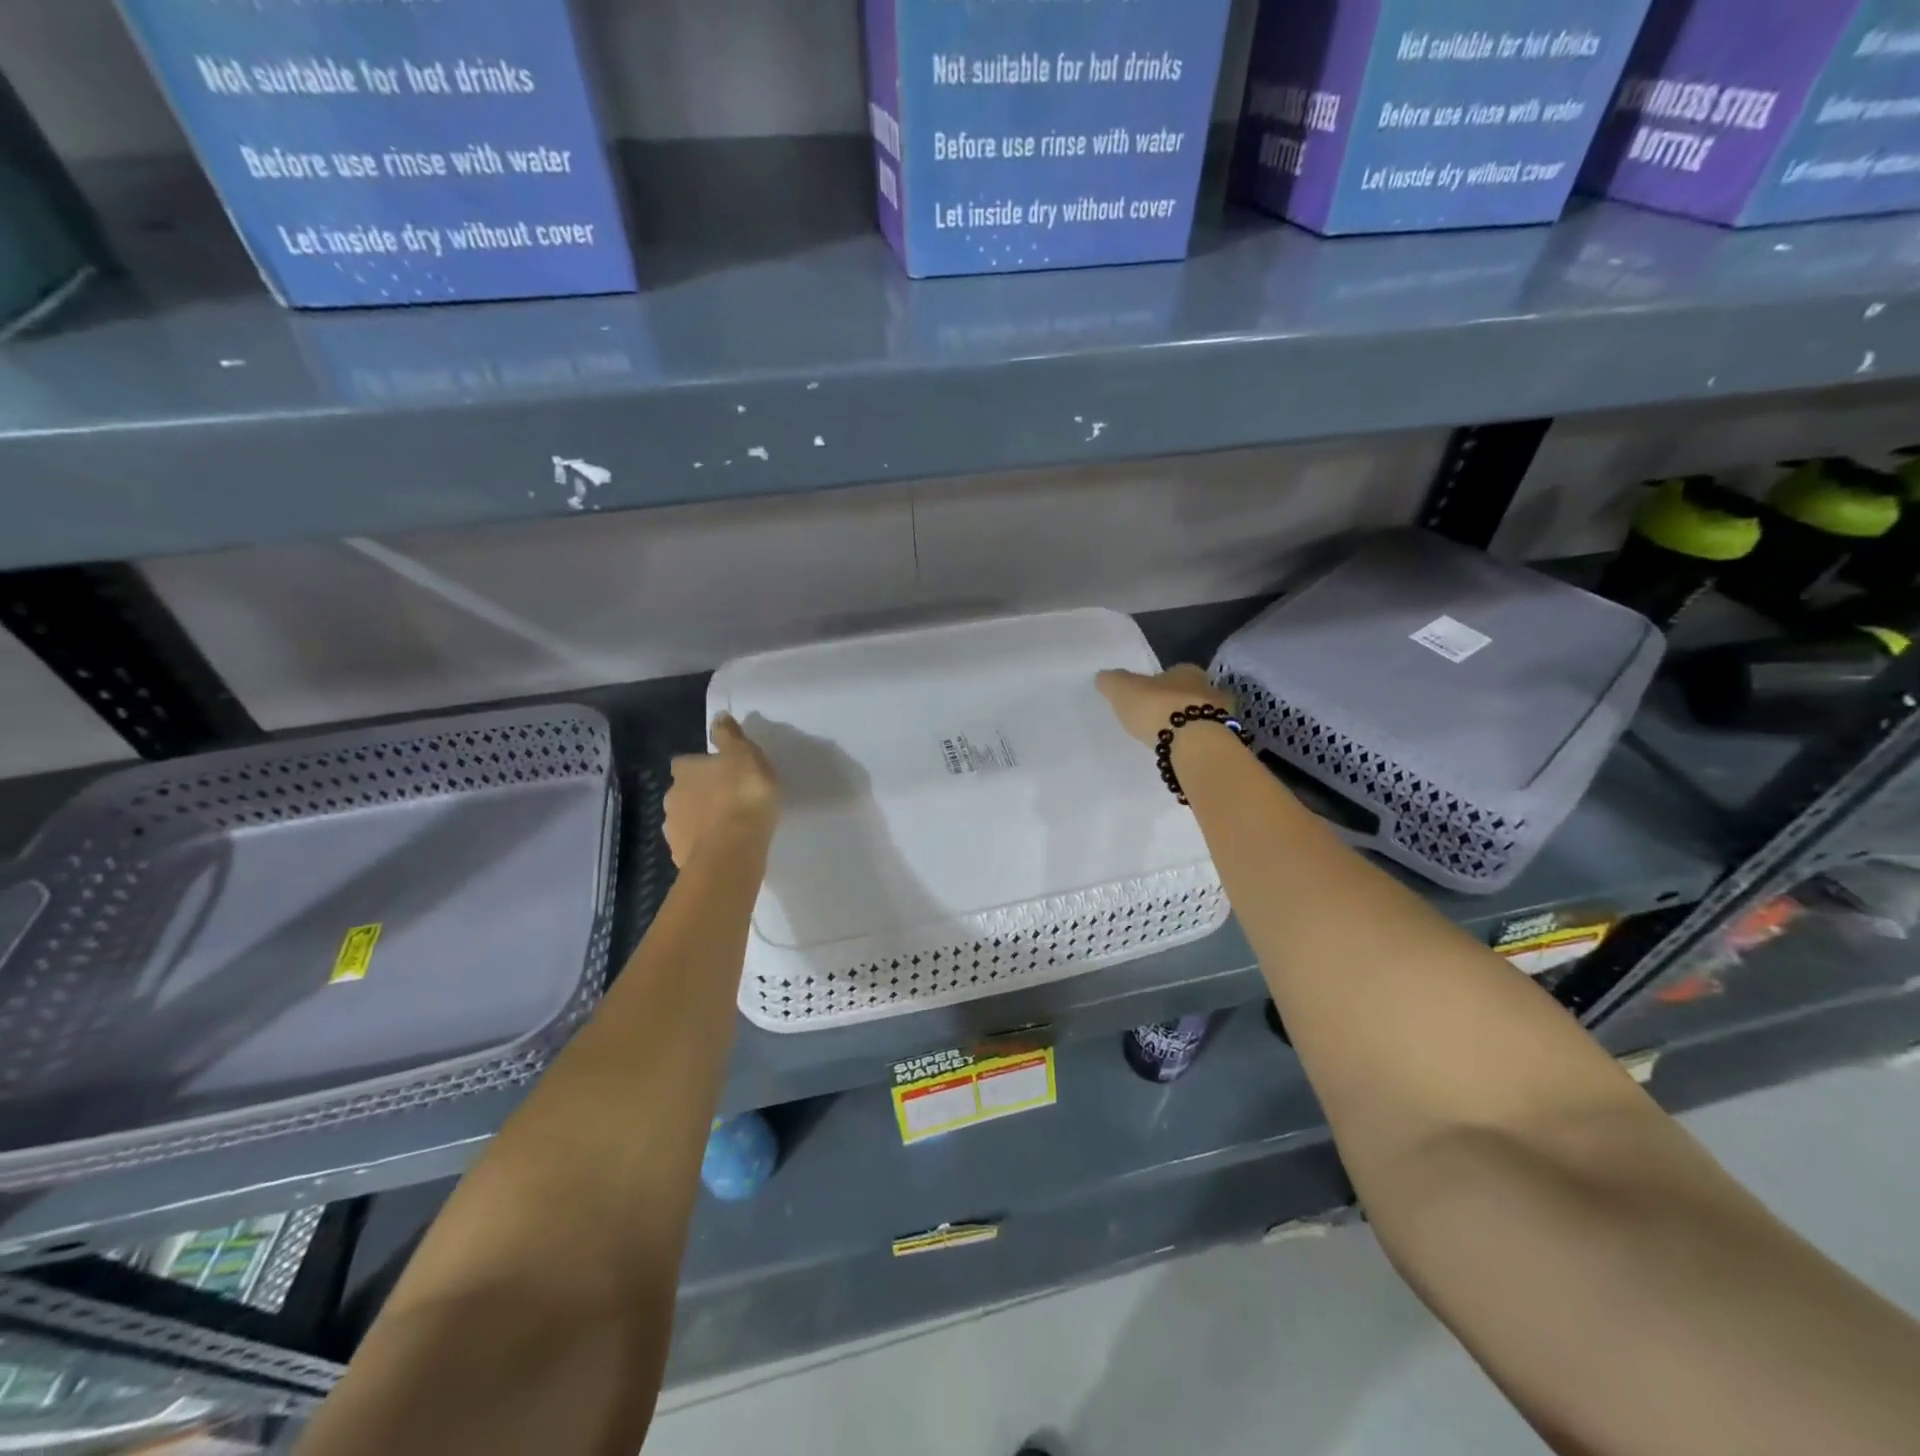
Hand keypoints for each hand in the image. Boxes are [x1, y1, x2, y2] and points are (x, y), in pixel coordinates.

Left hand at [664, 714, 780, 867]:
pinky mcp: (680, 857)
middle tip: (728, 798)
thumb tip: (718, 716)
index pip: (686, 762)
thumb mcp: (745, 756)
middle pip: (683, 791)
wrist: (732, 851)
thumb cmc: (743, 796)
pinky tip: (725, 846)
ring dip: (701, 820)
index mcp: (685, 770)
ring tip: (729, 825)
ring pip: (686, 819)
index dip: (701, 767)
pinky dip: (705, 844)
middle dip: (700, 794)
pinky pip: (693, 845)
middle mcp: (671, 796)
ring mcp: (673, 829)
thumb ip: (730, 736)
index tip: (720, 772)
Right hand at [1095, 665, 1237, 746]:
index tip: (1149, 696)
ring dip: (1189, 725)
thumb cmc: (1157, 707)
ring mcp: (1221, 716)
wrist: (1192, 742)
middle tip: (1160, 718)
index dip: (1161, 683)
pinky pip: (1205, 740)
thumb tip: (1103, 677)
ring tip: (1170, 739)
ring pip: (1202, 717)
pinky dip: (1195, 744)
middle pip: (1192, 694)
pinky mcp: (1224, 741)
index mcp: (1186, 671)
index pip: (1174, 673)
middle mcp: (1209, 689)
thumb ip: (1113, 681)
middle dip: (1178, 704)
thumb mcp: (1123, 690)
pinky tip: (1182, 753)